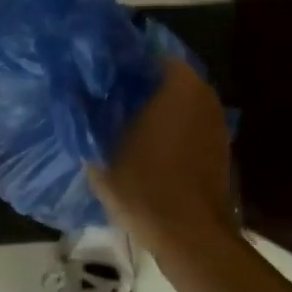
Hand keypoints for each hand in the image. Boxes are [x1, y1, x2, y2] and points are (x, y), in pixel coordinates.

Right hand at [91, 59, 237, 257]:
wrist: (191, 237)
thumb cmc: (145, 186)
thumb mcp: (101, 152)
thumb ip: (86, 118)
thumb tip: (73, 94)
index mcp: (179, 83)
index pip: (144, 53)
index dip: (117, 63)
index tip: (94, 74)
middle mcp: (203, 94)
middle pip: (162, 78)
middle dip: (134, 86)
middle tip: (101, 97)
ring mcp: (216, 121)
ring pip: (176, 102)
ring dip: (152, 108)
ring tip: (118, 121)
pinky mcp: (219, 147)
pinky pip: (187, 125)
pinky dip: (167, 129)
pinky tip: (142, 145)